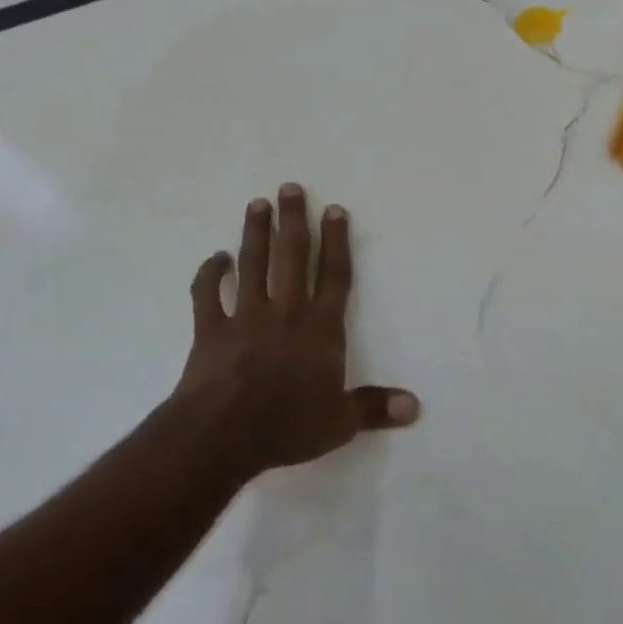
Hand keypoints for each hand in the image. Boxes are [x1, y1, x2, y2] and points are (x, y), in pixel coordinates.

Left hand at [173, 186, 418, 481]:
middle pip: (292, 257)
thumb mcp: (340, 423)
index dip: (337, 242)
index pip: (334, 277)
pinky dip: (209, 275)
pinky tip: (215, 258)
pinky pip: (207, 296)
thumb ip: (375, 408)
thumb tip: (415, 407)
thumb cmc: (287, 426)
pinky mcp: (211, 331)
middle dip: (294, 221)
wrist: (221, 436)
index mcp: (320, 330)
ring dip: (255, 233)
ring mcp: (245, 318)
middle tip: (290, 187)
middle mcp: (285, 313)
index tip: (334, 210)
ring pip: (252, 265)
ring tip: (257, 204)